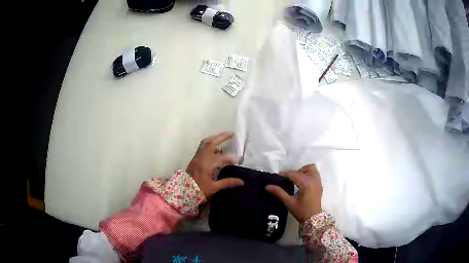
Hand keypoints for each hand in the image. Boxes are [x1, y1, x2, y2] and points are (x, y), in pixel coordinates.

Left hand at [186, 132, 243, 197]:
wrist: (182, 191)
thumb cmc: (198, 190)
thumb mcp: (213, 188)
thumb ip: (227, 183)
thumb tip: (241, 181)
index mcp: (206, 165)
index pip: (221, 158)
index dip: (231, 159)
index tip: (239, 160)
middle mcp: (201, 158)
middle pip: (211, 143)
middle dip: (221, 137)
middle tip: (232, 134)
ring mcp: (197, 157)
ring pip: (205, 143)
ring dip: (215, 138)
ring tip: (224, 137)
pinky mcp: (194, 158)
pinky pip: (202, 147)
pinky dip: (210, 143)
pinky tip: (216, 148)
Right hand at [265, 164, 322, 221]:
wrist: (313, 219)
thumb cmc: (301, 211)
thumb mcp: (289, 202)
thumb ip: (279, 192)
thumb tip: (267, 186)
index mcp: (306, 183)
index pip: (294, 174)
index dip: (284, 174)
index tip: (277, 176)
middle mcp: (314, 180)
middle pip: (304, 169)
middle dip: (295, 172)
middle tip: (288, 179)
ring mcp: (318, 182)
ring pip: (311, 169)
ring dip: (303, 171)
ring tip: (296, 180)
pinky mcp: (320, 185)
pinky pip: (315, 174)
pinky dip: (308, 175)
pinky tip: (302, 184)